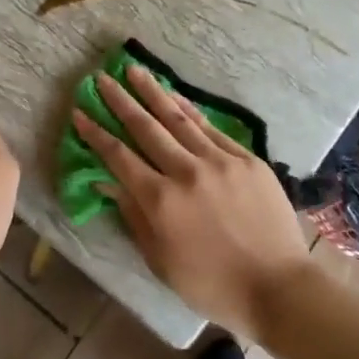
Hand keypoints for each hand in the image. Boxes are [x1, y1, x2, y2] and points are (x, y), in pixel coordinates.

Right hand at [73, 63, 308, 339]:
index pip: (119, 157)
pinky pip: (210, 128)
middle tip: (102, 78)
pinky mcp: (246, 159)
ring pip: (178, 118)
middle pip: (145, 128)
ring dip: (153, 93)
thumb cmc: (212, 284)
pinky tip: (175, 97)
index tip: (80, 112)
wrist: (278, 287)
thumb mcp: (160, 260)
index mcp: (160, 201)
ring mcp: (219, 161)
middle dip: (120, 101)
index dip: (96, 133)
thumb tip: (109, 182)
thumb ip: (134, 216)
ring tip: (134, 70)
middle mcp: (186, 172)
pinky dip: (189, 110)